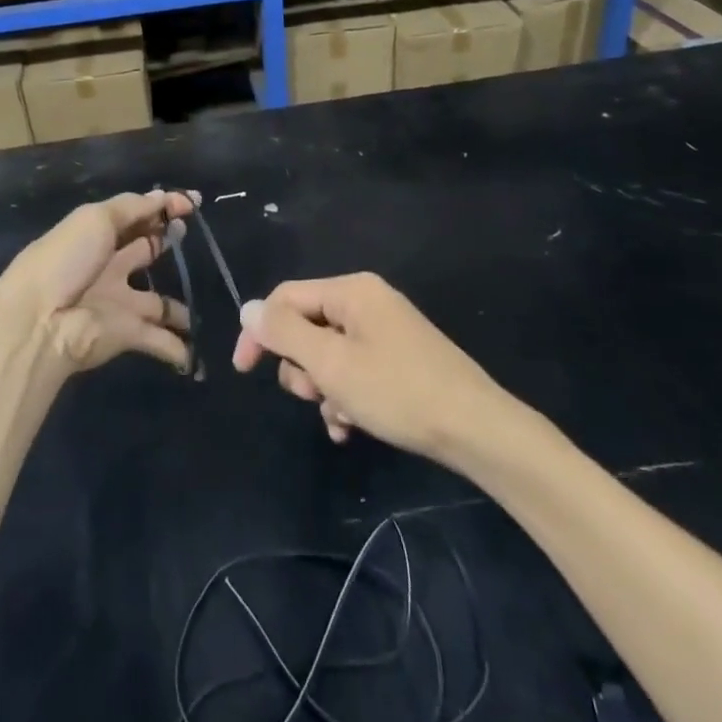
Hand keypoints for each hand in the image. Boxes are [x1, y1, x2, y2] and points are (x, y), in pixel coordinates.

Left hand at [0, 190, 198, 375]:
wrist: (40, 322)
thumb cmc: (66, 260)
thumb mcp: (96, 219)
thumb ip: (134, 208)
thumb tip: (166, 197)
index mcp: (97, 235)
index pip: (134, 215)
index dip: (161, 207)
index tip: (192, 204)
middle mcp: (109, 266)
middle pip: (144, 251)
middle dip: (167, 242)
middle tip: (189, 233)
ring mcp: (118, 302)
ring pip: (157, 303)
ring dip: (178, 308)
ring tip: (203, 300)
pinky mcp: (126, 334)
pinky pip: (158, 340)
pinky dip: (178, 348)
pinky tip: (196, 348)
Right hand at [232, 273, 506, 460]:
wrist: (477, 431)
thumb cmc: (398, 391)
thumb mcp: (331, 363)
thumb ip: (285, 333)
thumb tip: (248, 309)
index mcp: (351, 290)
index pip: (285, 298)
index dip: (260, 331)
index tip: (244, 371)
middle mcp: (367, 302)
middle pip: (307, 326)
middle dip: (301, 366)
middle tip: (314, 395)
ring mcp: (385, 331)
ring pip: (328, 354)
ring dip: (324, 389)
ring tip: (341, 417)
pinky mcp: (398, 359)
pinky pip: (354, 370)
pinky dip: (345, 396)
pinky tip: (351, 427)